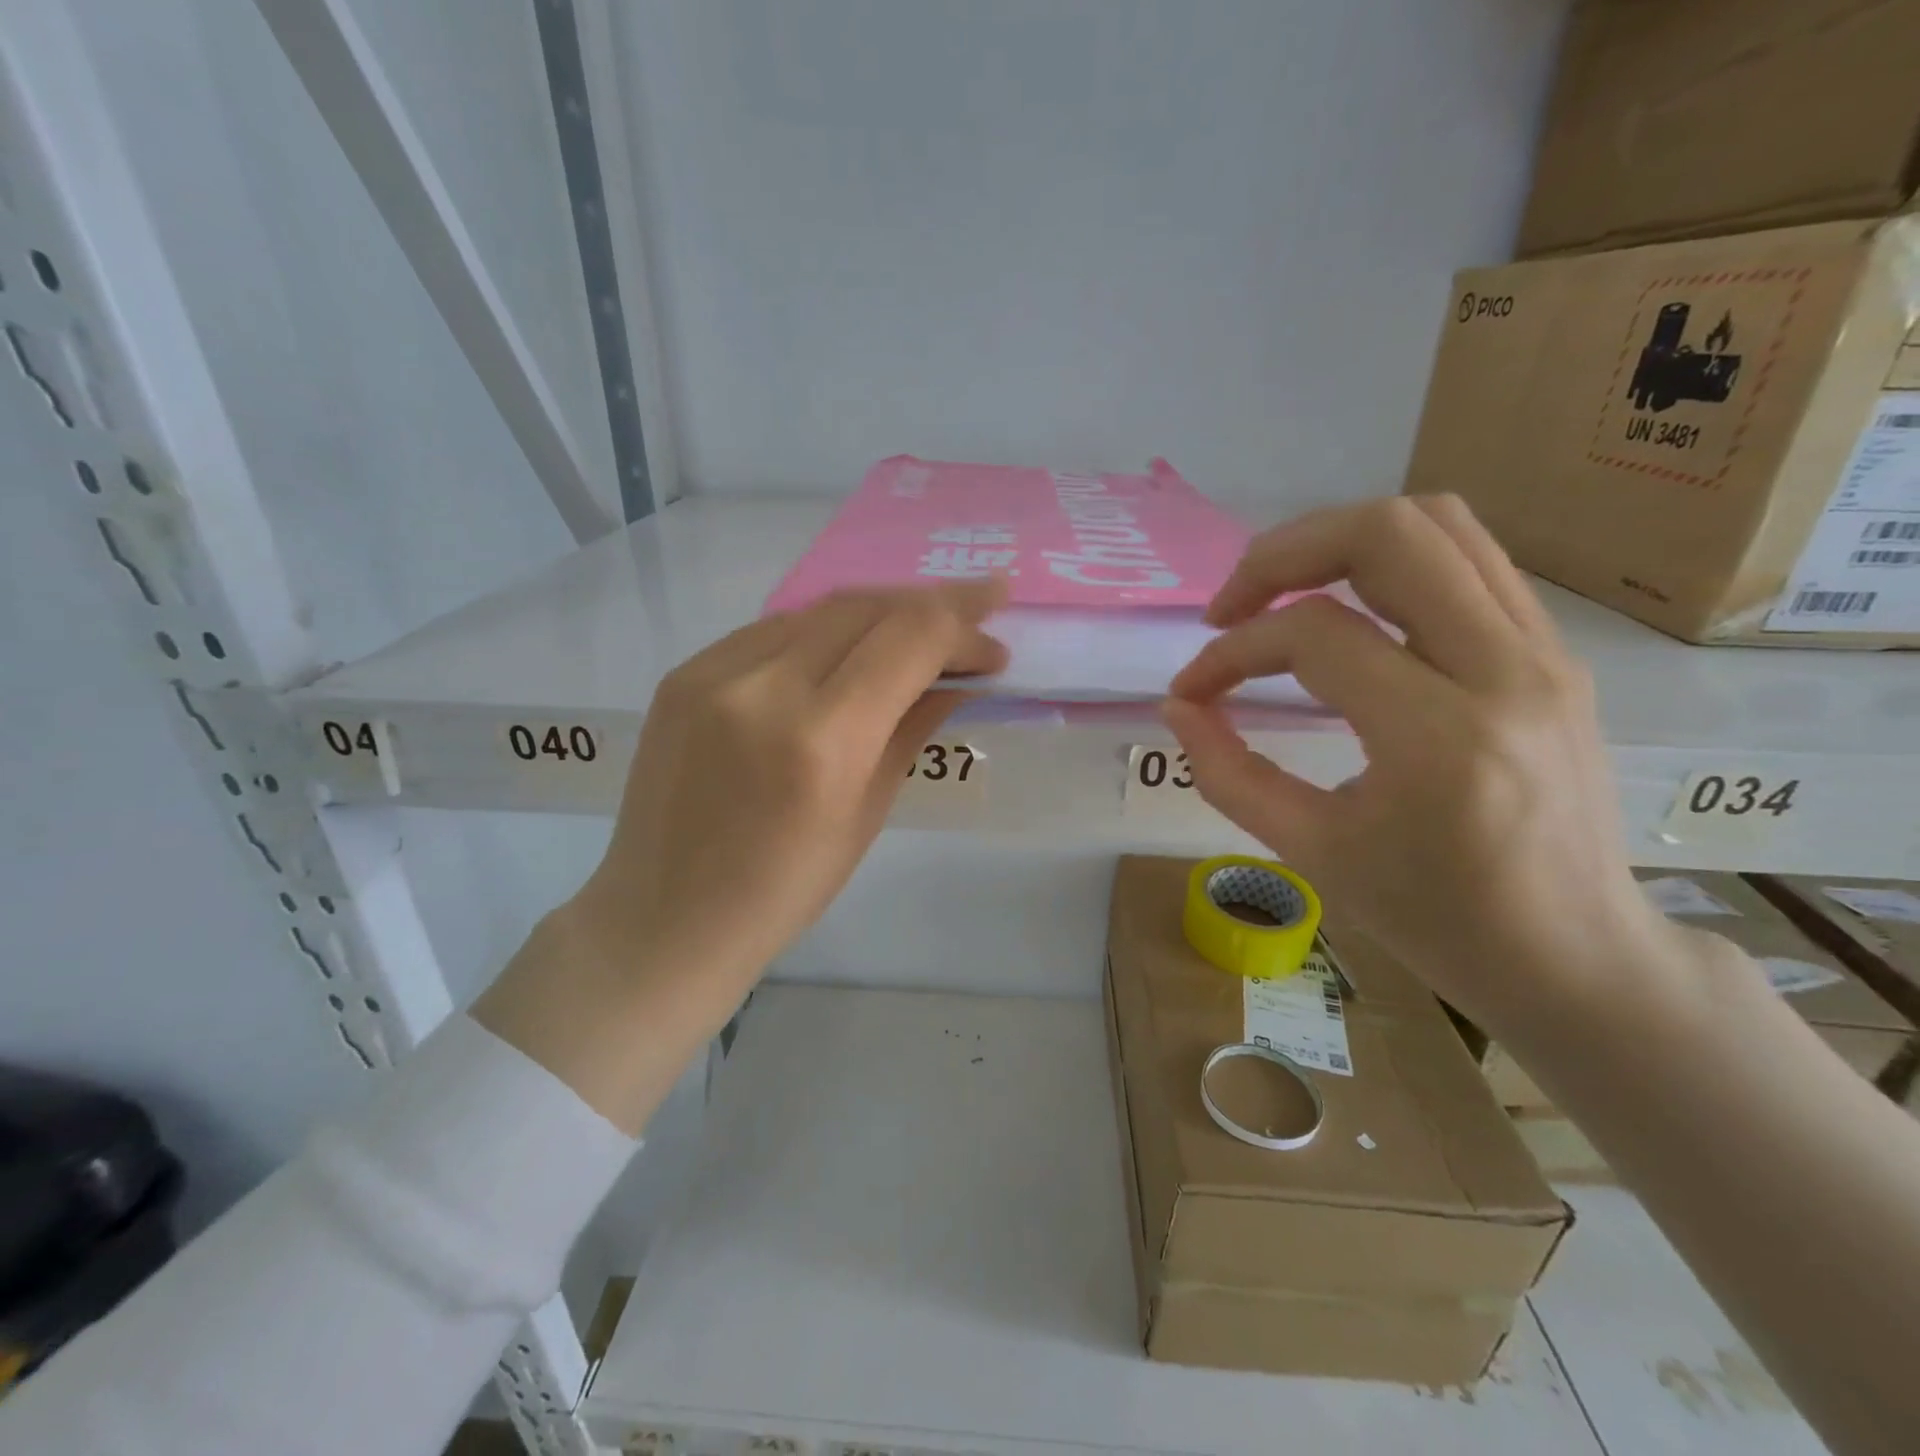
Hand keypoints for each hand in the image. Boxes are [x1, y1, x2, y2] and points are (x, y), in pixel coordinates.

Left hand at [579, 579, 1007, 1024]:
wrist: (665, 916)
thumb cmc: (784, 889)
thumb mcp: (868, 813)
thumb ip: (913, 727)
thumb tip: (958, 676)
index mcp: (821, 740)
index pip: (909, 640)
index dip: (963, 625)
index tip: (996, 638)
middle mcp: (763, 687)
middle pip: (866, 606)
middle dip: (931, 603)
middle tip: (975, 612)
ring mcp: (713, 672)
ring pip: (818, 609)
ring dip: (879, 612)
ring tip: (916, 630)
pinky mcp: (684, 672)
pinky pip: (772, 631)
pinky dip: (823, 632)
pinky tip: (845, 652)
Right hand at [1165, 495, 1672, 1036]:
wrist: (1575, 956)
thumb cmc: (1435, 919)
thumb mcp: (1312, 851)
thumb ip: (1227, 772)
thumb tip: (1178, 706)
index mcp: (1439, 737)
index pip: (1313, 636)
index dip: (1231, 653)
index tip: (1193, 691)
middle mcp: (1506, 670)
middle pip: (1387, 534)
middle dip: (1283, 554)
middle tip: (1232, 606)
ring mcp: (1544, 652)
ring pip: (1438, 522)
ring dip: (1338, 541)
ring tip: (1281, 592)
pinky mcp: (1555, 652)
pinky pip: (1468, 559)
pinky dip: (1389, 563)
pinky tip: (1349, 611)